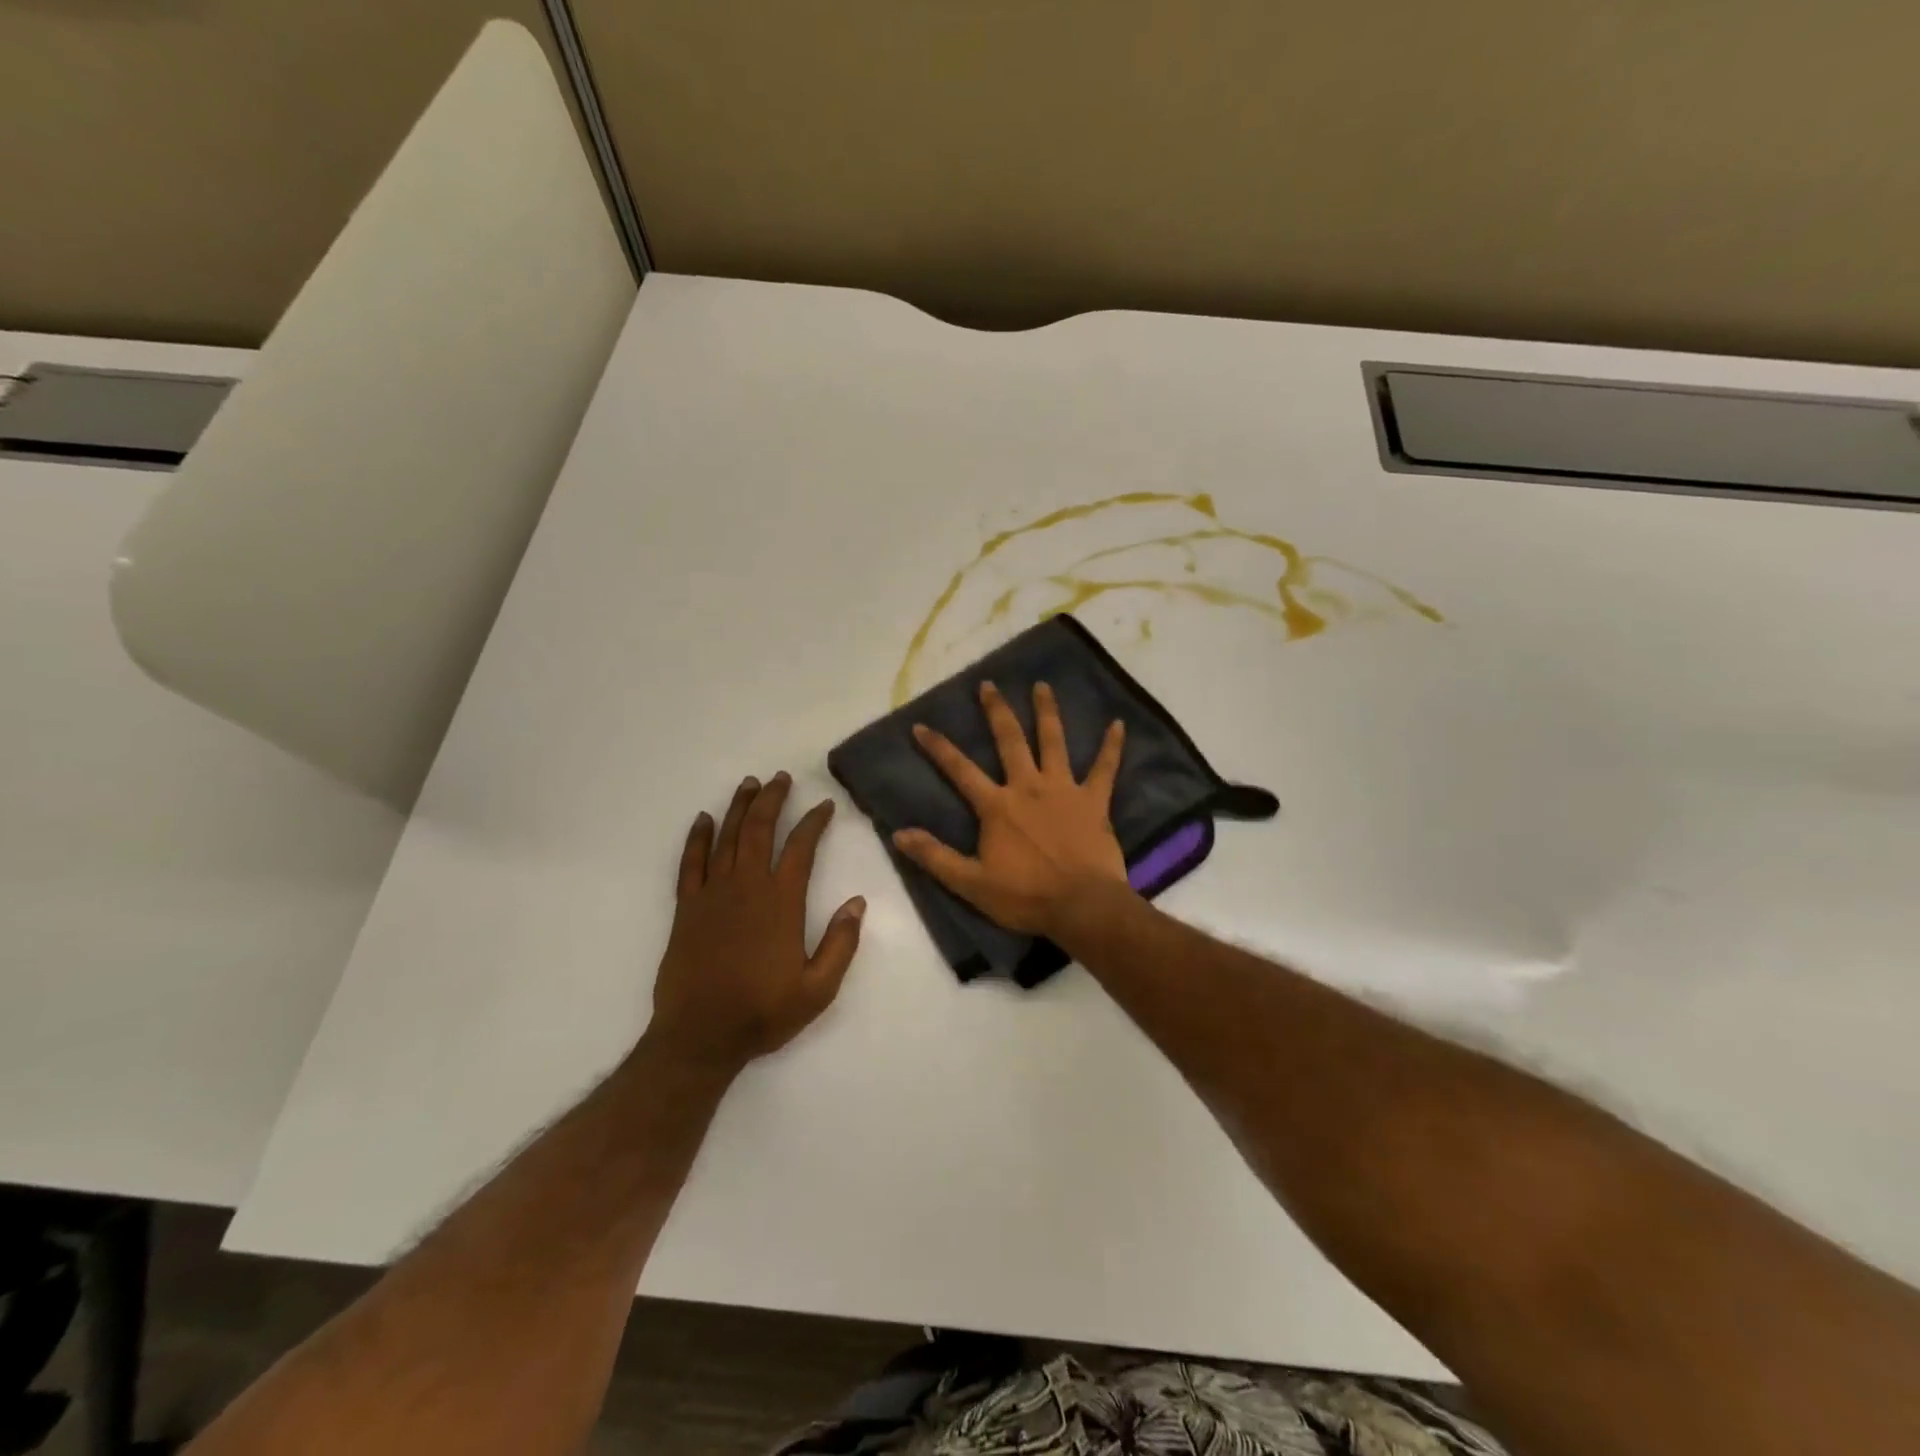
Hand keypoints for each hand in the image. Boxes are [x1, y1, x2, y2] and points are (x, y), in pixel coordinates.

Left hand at [649, 773, 865, 1073]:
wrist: (700, 1036)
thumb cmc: (763, 1012)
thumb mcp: (819, 988)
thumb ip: (841, 943)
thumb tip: (857, 902)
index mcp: (781, 903)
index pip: (801, 848)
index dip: (814, 822)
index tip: (825, 806)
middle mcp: (747, 887)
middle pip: (760, 829)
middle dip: (773, 799)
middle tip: (781, 778)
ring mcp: (712, 895)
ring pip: (727, 838)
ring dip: (739, 808)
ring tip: (750, 784)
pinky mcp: (686, 908)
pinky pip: (691, 863)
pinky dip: (697, 838)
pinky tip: (704, 820)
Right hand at [893, 681, 1130, 936]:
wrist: (1082, 906)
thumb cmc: (1025, 896)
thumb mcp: (971, 883)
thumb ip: (935, 857)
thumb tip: (898, 834)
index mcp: (997, 806)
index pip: (960, 770)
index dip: (939, 747)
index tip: (921, 725)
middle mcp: (1028, 787)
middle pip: (1010, 740)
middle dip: (997, 711)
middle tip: (989, 684)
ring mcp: (1064, 790)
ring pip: (1054, 742)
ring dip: (1047, 712)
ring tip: (1042, 685)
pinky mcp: (1094, 801)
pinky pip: (1105, 768)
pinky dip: (1112, 746)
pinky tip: (1118, 724)